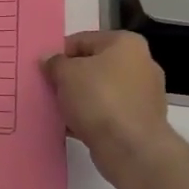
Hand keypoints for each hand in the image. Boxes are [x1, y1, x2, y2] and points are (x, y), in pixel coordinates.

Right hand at [42, 31, 182, 184]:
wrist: (131, 148)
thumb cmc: (99, 99)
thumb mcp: (66, 73)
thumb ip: (54, 62)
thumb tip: (49, 59)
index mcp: (126, 43)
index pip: (83, 40)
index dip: (60, 53)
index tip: (44, 68)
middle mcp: (141, 64)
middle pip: (93, 66)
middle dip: (70, 77)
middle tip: (48, 88)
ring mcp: (144, 95)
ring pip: (100, 91)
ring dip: (78, 99)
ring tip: (56, 109)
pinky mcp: (140, 122)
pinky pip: (107, 113)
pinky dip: (90, 117)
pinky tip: (70, 126)